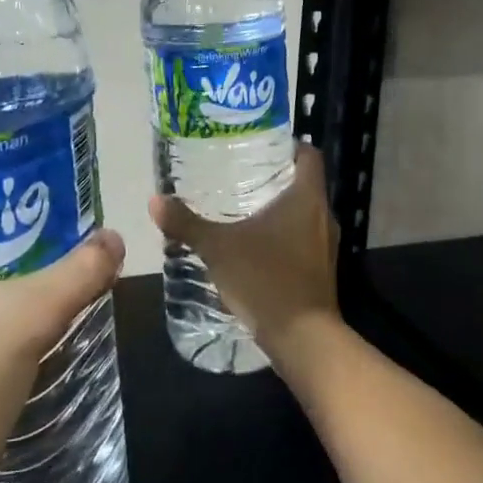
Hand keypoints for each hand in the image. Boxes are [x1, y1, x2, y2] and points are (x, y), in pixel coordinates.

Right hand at [148, 142, 339, 369]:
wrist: (303, 338)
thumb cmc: (266, 278)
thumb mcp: (219, 248)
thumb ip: (187, 224)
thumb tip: (155, 200)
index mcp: (307, 197)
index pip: (309, 155)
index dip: (290, 145)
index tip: (263, 144)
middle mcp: (324, 215)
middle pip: (305, 183)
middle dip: (277, 177)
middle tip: (242, 172)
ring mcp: (327, 245)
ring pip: (305, 213)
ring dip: (281, 208)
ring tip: (245, 207)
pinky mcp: (322, 270)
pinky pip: (304, 239)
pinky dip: (285, 235)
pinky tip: (257, 245)